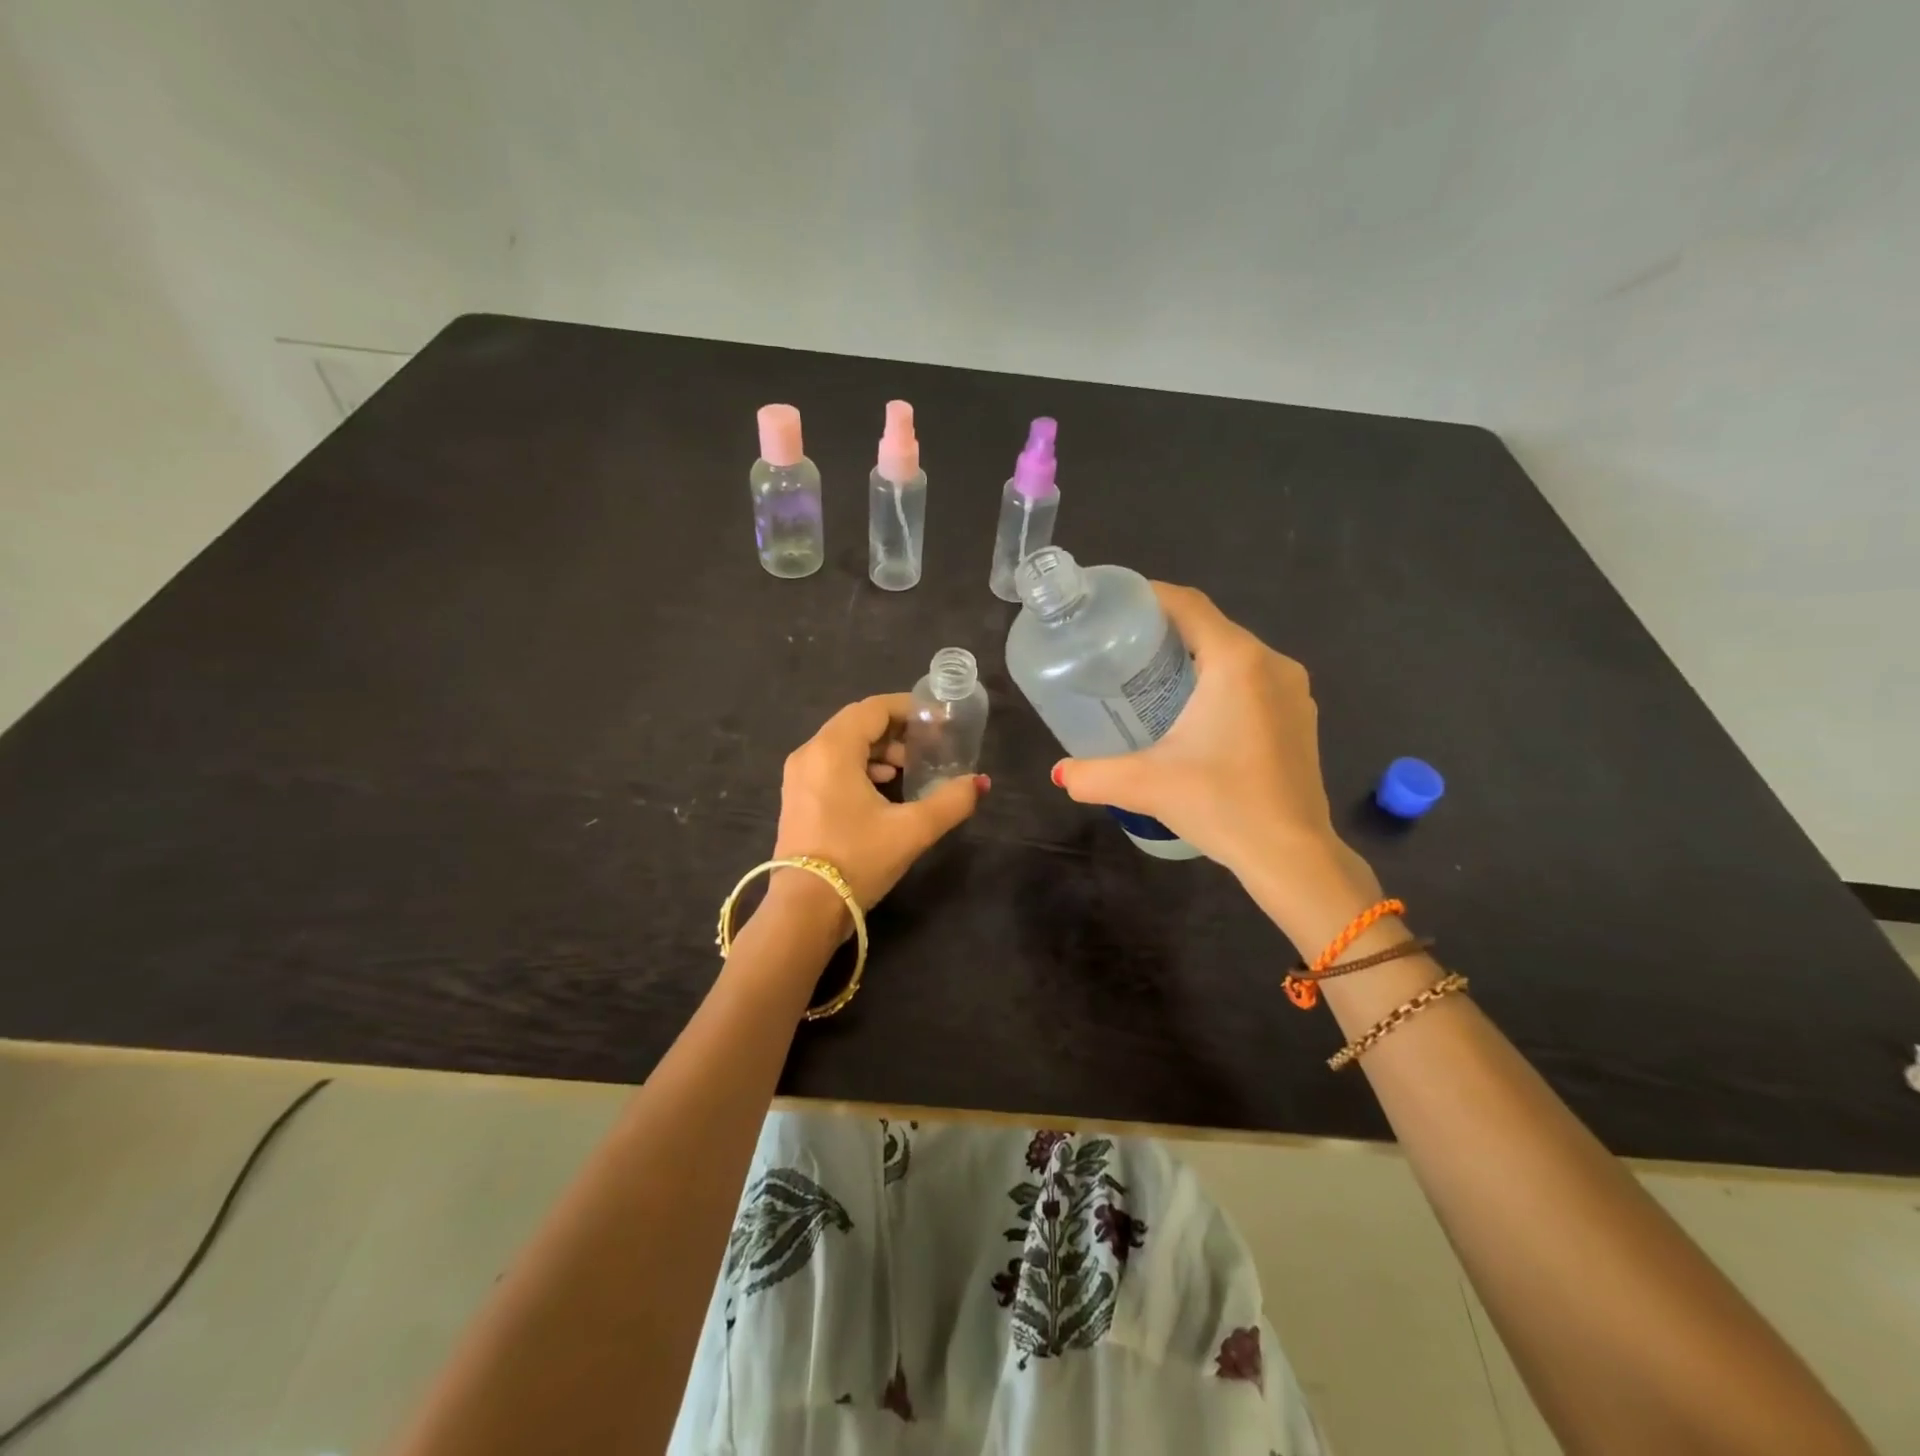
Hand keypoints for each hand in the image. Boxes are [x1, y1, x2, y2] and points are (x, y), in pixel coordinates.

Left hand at [772, 694, 986, 918]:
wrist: (804, 910)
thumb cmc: (857, 859)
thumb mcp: (912, 830)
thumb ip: (951, 801)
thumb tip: (980, 782)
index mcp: (833, 749)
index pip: (873, 708)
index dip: (908, 708)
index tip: (938, 720)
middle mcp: (810, 753)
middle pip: (857, 723)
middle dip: (895, 730)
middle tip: (927, 746)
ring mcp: (798, 776)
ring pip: (843, 745)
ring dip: (878, 749)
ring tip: (908, 769)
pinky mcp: (796, 798)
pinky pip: (831, 765)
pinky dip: (859, 766)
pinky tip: (882, 789)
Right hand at [1051, 585, 1376, 902]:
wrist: (1292, 854)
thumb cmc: (1221, 804)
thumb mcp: (1145, 785)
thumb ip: (1092, 775)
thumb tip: (1059, 774)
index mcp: (1236, 661)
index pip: (1188, 604)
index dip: (1148, 596)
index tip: (1112, 606)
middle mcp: (1271, 663)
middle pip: (1211, 627)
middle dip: (1166, 630)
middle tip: (1120, 649)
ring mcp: (1293, 690)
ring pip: (1234, 654)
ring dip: (1195, 657)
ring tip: (1150, 680)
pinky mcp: (1301, 716)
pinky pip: (1254, 679)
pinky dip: (1221, 682)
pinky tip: (1194, 713)